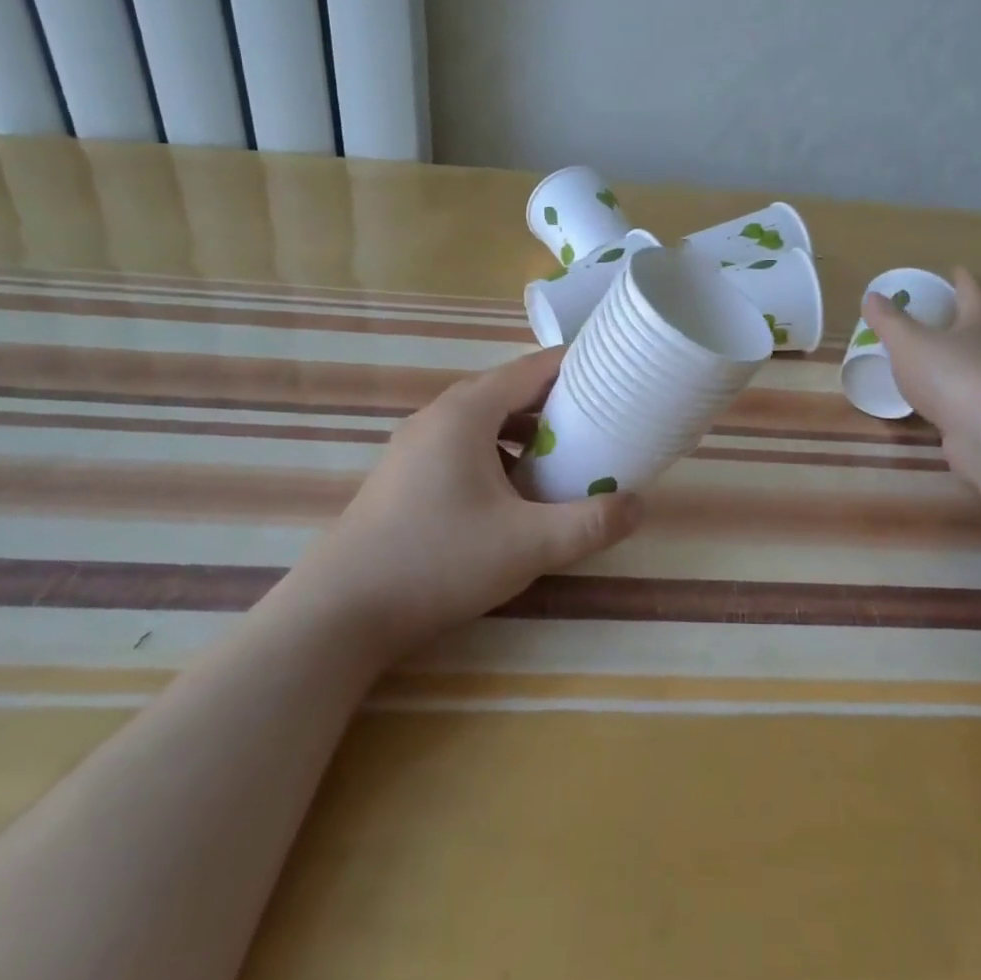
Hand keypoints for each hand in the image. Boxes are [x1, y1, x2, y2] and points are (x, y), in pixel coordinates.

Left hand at [299, 348, 643, 650]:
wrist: (340, 613)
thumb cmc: (439, 561)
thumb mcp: (529, 545)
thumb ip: (591, 523)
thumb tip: (640, 505)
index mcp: (467, 412)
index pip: (532, 368)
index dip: (577, 367)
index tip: (616, 376)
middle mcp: (438, 416)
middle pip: (509, 390)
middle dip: (557, 401)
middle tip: (601, 419)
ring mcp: (415, 445)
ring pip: (485, 419)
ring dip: (526, 430)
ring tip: (564, 456)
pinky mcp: (405, 474)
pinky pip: (464, 445)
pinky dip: (499, 453)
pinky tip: (514, 492)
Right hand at [862, 268, 980, 478]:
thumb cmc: (950, 375)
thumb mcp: (908, 342)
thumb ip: (888, 321)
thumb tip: (872, 297)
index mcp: (980, 326)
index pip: (974, 294)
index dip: (964, 280)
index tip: (958, 270)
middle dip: (979, 328)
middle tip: (960, 327)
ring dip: (980, 367)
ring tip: (957, 370)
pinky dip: (969, 402)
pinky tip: (952, 410)